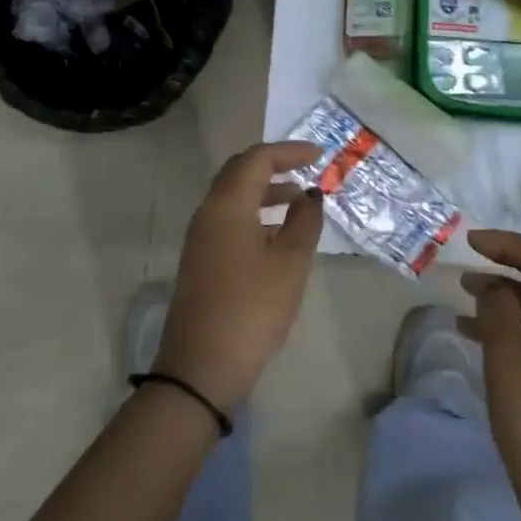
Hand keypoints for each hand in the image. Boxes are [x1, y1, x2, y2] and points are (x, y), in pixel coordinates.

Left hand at [154, 141, 324, 410]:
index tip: (320, 155)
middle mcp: (208, 212)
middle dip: (274, 165)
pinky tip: (277, 234)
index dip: (289, 151)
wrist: (200, 369)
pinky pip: (228, 219)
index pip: (257, 159)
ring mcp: (200, 237)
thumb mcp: (290, 264)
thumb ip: (304, 222)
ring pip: (233, 196)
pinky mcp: (200, 259)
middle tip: (306, 170)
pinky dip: (254, 213)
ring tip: (299, 203)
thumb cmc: (252, 309)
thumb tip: (310, 195)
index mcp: (227, 205)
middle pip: (239, 172)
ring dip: (265, 191)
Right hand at [461, 230, 520, 520]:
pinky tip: (478, 337)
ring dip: (505, 299)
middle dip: (506, 269)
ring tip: (465, 299)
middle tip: (466, 269)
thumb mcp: (508, 355)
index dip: (507, 244)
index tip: (470, 242)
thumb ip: (497, 307)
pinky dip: (511, 328)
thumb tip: (493, 287)